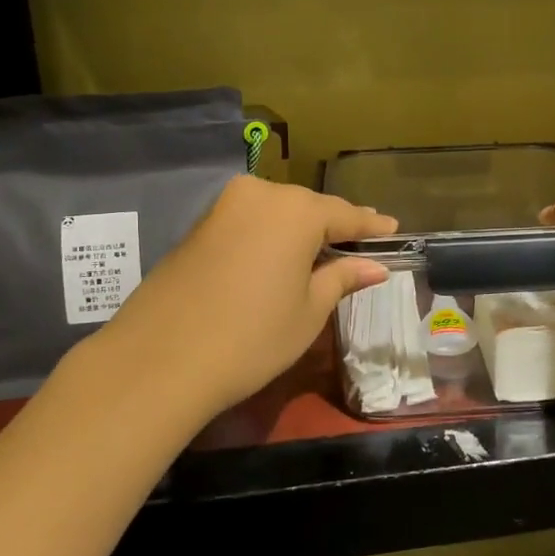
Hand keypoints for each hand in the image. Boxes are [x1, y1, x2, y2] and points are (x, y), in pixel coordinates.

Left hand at [100, 176, 395, 414]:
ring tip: (326, 250)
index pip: (346, 214)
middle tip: (361, 243)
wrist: (161, 360)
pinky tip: (282, 256)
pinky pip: (250, 223)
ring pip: (277, 213)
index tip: (393, 230)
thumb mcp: (308, 311)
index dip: (371, 226)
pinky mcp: (199, 227)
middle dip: (335, 225)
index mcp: (295, 211)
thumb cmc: (252, 337)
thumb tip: (374, 266)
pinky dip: (271, 236)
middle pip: (309, 208)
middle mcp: (260, 195)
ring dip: (301, 231)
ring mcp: (224, 208)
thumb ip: (342, 278)